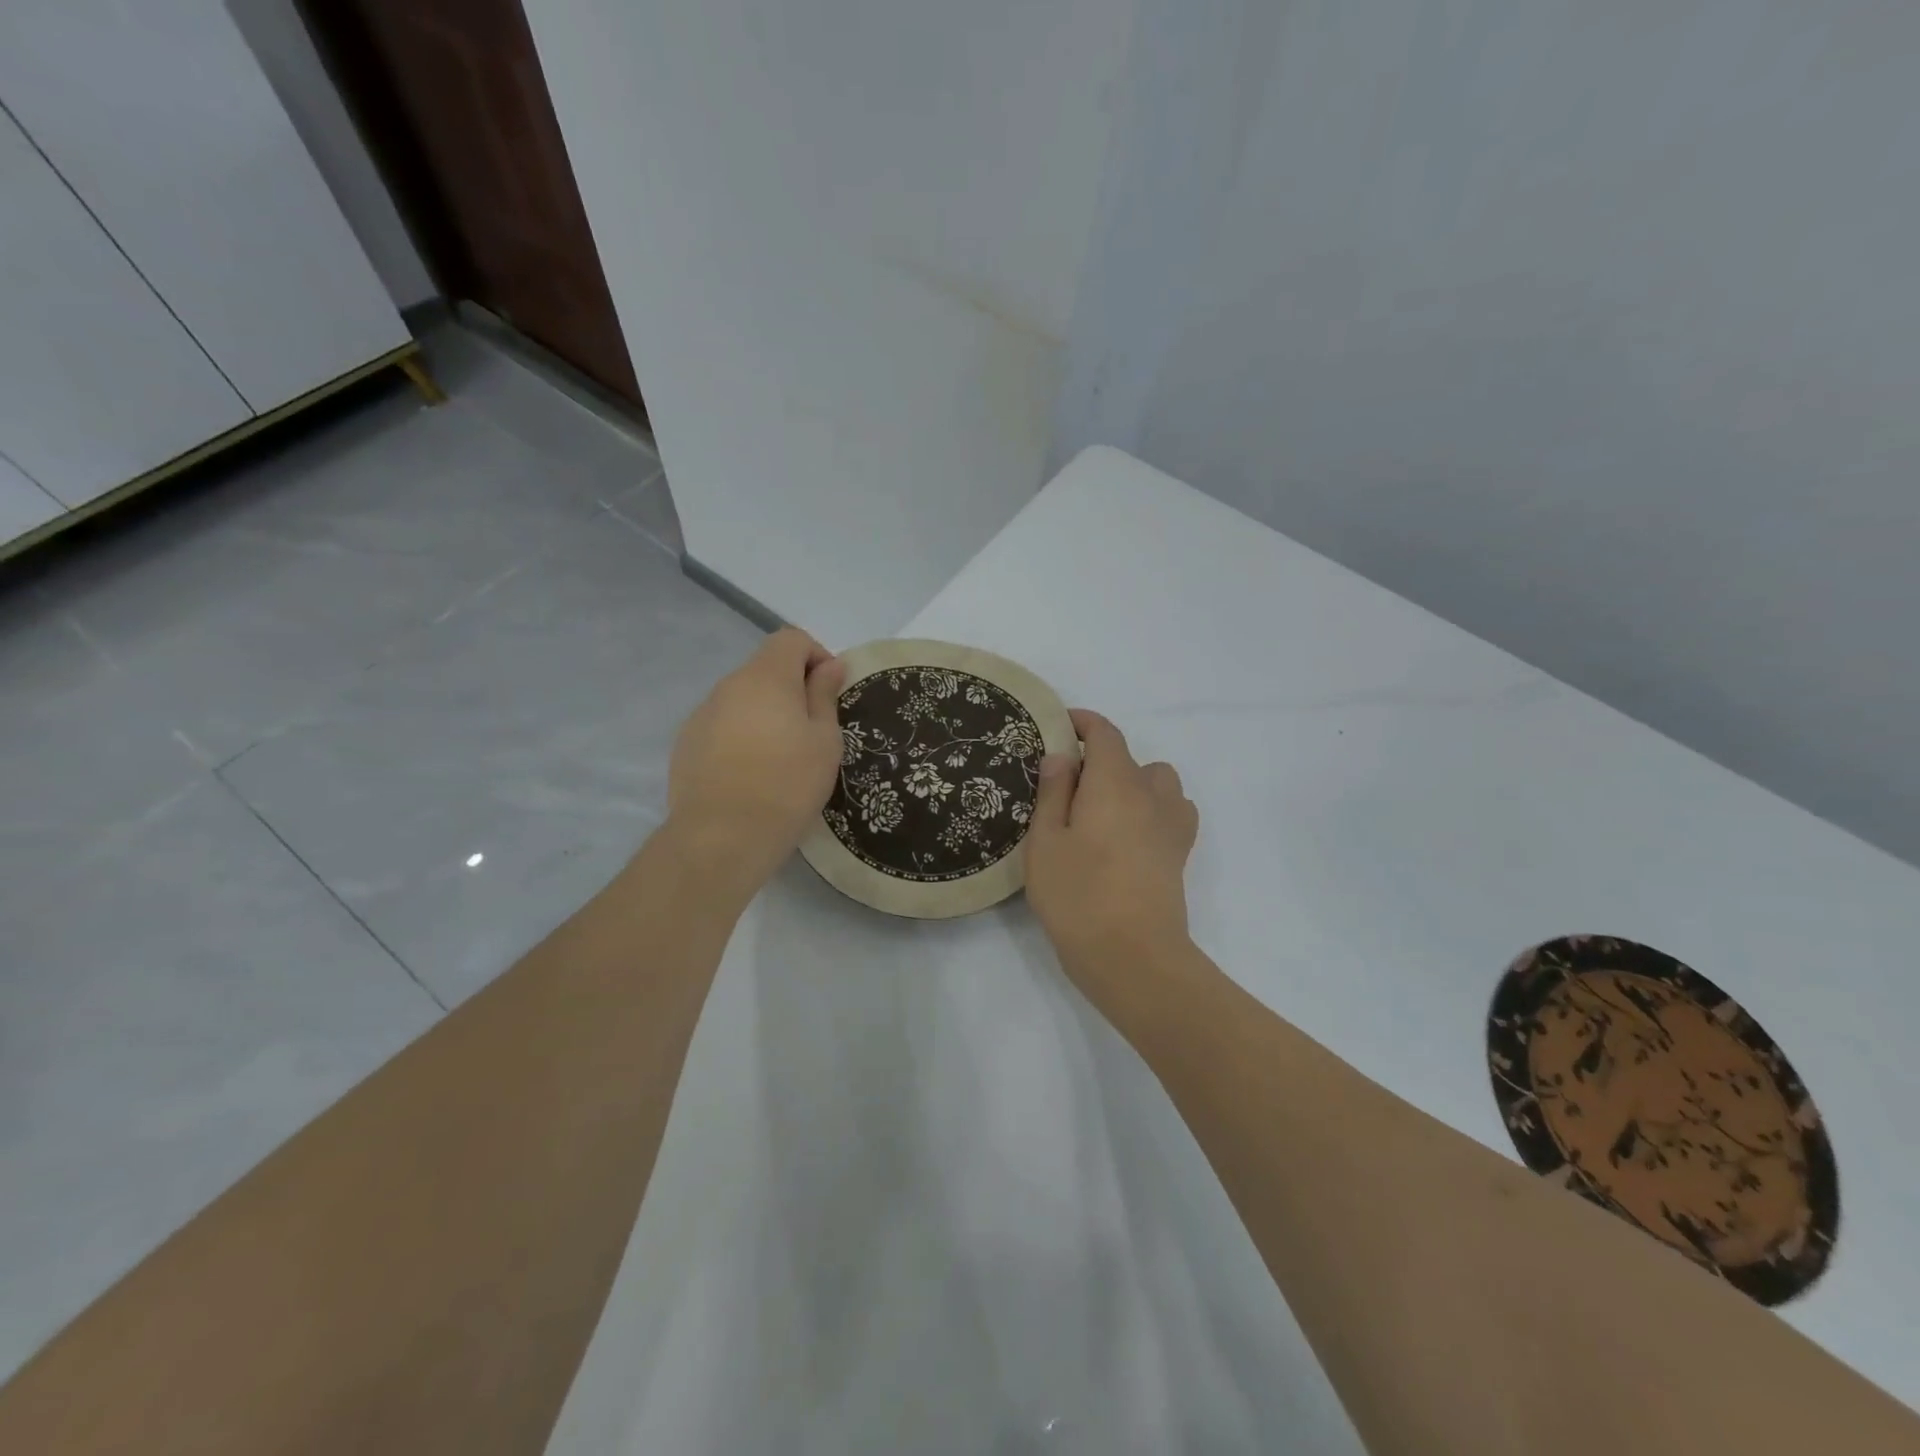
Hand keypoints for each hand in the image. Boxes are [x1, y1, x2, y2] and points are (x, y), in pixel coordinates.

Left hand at [665, 627, 845, 892]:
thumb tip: (829, 665)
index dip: (816, 656)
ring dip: (765, 714)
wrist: (722, 837)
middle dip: (792, 689)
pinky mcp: (686, 744)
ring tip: (781, 759)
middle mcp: (728, 685)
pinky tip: (751, 775)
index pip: (790, 638)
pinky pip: (722, 726)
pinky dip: (741, 737)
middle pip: (765, 669)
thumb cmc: (788, 784)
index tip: (830, 693)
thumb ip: (824, 695)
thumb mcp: (824, 740)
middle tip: (812, 732)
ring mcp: (701, 714)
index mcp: (765, 677)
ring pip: (742, 700)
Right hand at [1025, 709, 1199, 998]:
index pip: (1105, 734)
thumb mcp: (1046, 842)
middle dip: (1100, 760)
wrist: (1133, 956)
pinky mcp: (1180, 854)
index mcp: (1115, 783)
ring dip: (1133, 783)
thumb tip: (1063, 756)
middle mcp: (1151, 794)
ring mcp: (1172, 825)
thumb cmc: (1078, 895)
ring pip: (1158, 782)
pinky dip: (1154, 809)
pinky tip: (1131, 834)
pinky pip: (1173, 811)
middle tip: (1067, 787)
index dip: (1083, 723)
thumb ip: (1054, 793)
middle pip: (1130, 758)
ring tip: (1103, 810)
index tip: (1060, 726)